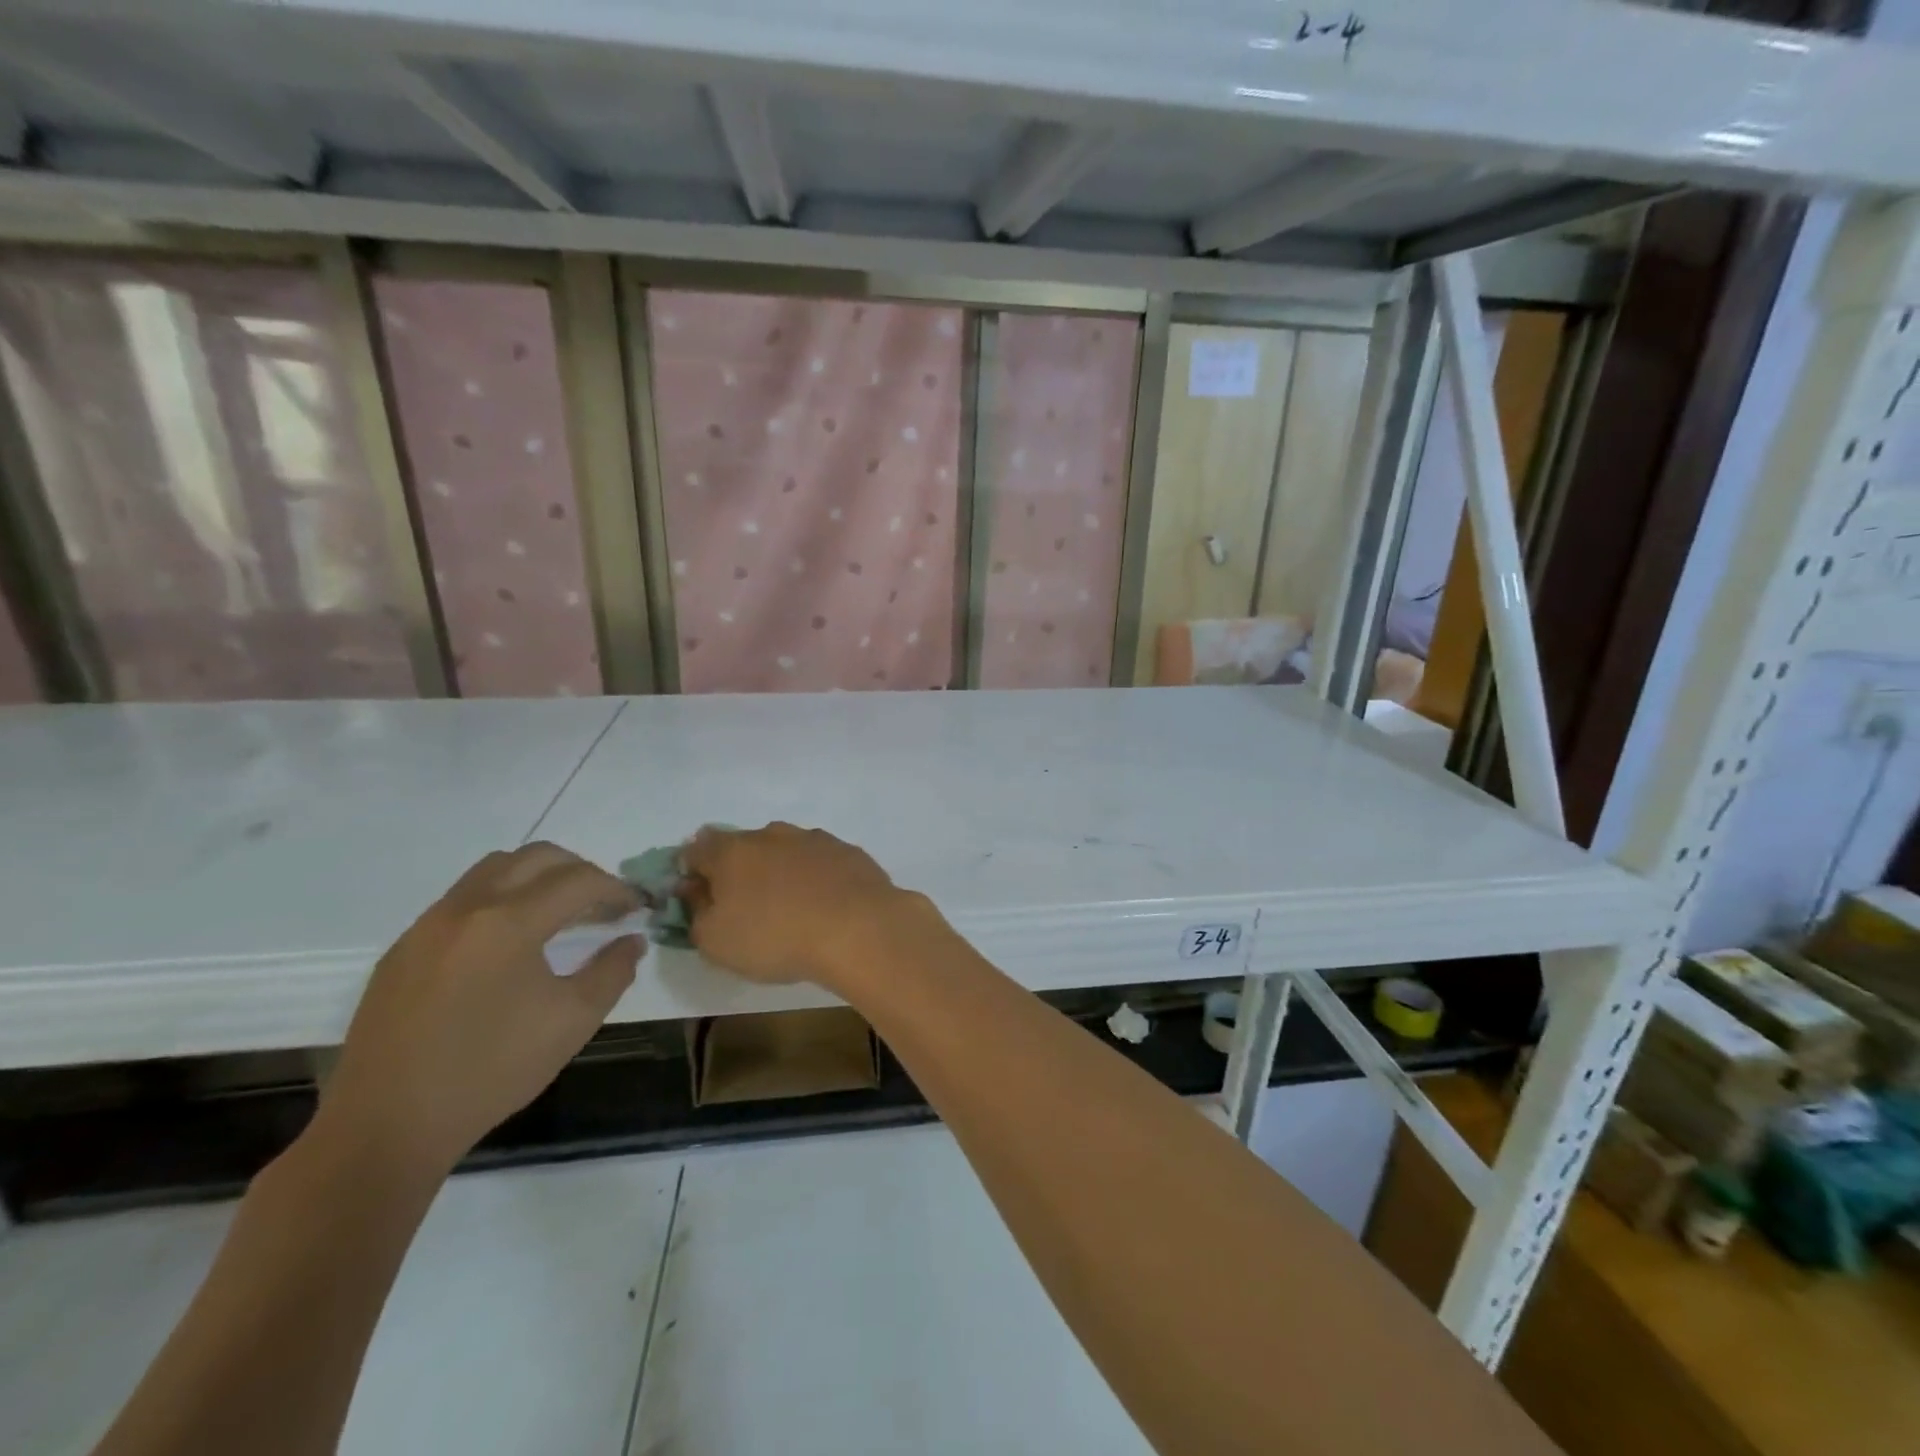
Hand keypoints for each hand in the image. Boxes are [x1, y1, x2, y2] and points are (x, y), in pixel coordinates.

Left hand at [317, 843, 641, 1172]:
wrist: (388, 1126)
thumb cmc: (491, 1071)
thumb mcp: (573, 1021)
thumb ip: (613, 971)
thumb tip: (631, 940)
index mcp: (509, 922)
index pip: (579, 881)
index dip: (617, 888)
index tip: (638, 907)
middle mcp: (466, 908)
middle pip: (535, 857)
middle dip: (580, 871)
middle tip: (604, 903)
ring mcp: (427, 925)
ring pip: (494, 870)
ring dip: (537, 878)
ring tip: (560, 914)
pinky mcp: (403, 949)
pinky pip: (462, 900)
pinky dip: (500, 900)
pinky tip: (510, 944)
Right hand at [682, 822, 929, 989]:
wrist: (858, 928)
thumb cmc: (775, 937)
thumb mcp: (715, 941)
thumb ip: (696, 912)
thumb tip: (693, 890)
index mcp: (731, 851)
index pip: (697, 849)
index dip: (692, 872)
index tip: (700, 899)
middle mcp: (771, 834)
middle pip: (743, 846)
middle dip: (739, 871)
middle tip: (746, 907)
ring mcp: (814, 839)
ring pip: (785, 850)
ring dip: (780, 872)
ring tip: (789, 908)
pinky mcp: (848, 851)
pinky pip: (820, 862)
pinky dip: (815, 878)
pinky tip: (824, 905)